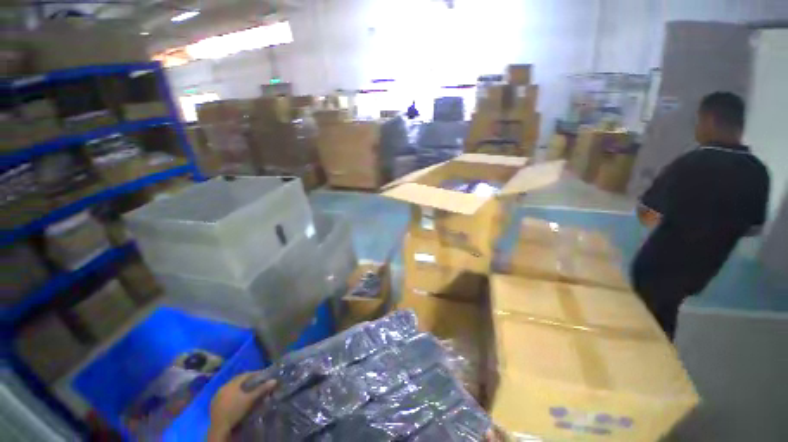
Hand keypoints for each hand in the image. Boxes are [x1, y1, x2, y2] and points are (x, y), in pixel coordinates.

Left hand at [207, 372, 276, 441]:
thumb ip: (261, 389)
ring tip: (247, 391)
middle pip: (237, 381)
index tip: (262, 375)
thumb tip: (274, 380)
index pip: (245, 374)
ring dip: (239, 388)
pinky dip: (233, 395)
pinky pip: (226, 395)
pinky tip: (237, 400)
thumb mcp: (250, 400)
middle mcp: (223, 386)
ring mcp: (217, 395)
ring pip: (231, 388)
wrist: (219, 428)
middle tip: (256, 383)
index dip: (255, 373)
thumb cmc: (235, 411)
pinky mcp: (214, 404)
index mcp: (231, 383)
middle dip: (247, 381)